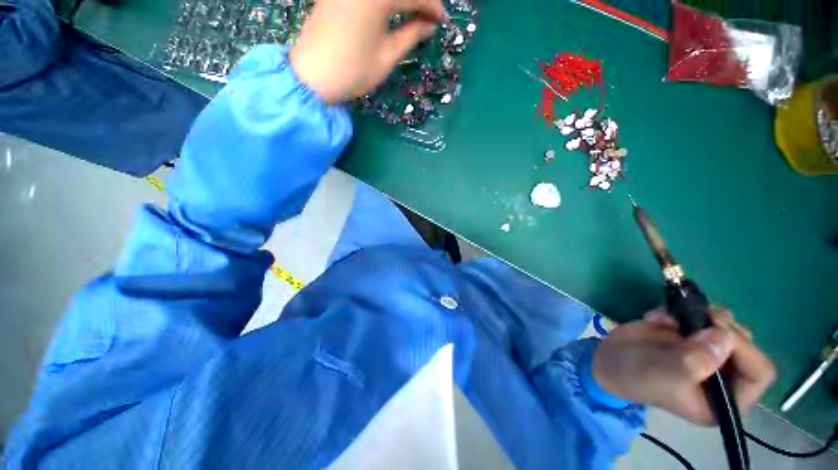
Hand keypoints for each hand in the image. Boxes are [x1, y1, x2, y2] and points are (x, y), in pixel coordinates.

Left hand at [290, 0, 444, 102]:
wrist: (312, 76)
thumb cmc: (354, 70)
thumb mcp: (387, 56)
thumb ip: (411, 35)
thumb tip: (428, 25)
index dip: (432, 7)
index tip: (443, 21)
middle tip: (428, 15)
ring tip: (412, 13)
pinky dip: (384, 0)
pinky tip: (390, 9)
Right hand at [592, 307, 775, 424]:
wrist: (607, 359)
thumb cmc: (635, 375)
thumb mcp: (662, 374)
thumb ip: (694, 361)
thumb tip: (725, 336)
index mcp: (725, 399)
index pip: (758, 373)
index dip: (745, 350)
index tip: (715, 331)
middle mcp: (724, 376)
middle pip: (745, 344)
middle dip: (721, 327)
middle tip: (695, 318)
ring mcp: (708, 352)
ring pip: (726, 326)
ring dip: (700, 315)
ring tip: (670, 316)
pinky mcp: (691, 334)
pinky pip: (701, 314)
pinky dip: (680, 309)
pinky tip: (657, 316)